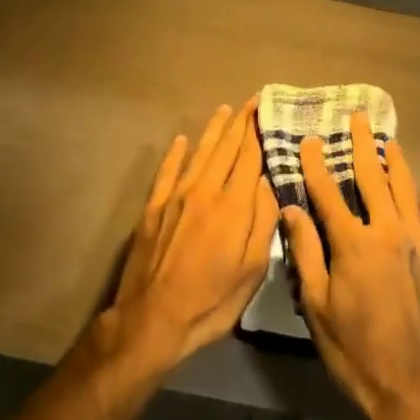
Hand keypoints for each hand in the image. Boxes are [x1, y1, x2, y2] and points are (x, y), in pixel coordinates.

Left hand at [101, 101, 278, 374]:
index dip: (257, 132)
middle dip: (239, 123)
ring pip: (199, 153)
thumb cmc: (210, 301)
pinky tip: (182, 139)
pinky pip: (167, 171)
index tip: (265, 110)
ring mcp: (176, 196)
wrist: (152, 319)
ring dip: (213, 130)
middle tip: (250, 101)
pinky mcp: (153, 207)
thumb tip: (268, 183)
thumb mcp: (251, 271)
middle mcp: (205, 191)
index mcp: (232, 206)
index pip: (249, 158)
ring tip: (224, 110)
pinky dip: (176, 153)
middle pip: (225, 149)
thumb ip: (263, 223)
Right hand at [280, 112, 419, 419]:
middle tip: (358, 118)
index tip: (309, 140)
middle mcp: (391, 232)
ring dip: (395, 162)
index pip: (330, 192)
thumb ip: (305, 253)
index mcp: (356, 244)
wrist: (419, 389)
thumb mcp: (318, 307)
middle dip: (363, 145)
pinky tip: (410, 189)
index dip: (316, 164)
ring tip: (387, 141)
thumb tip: (291, 209)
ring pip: (407, 189)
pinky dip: (414, 194)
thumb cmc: (357, 352)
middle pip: (375, 177)